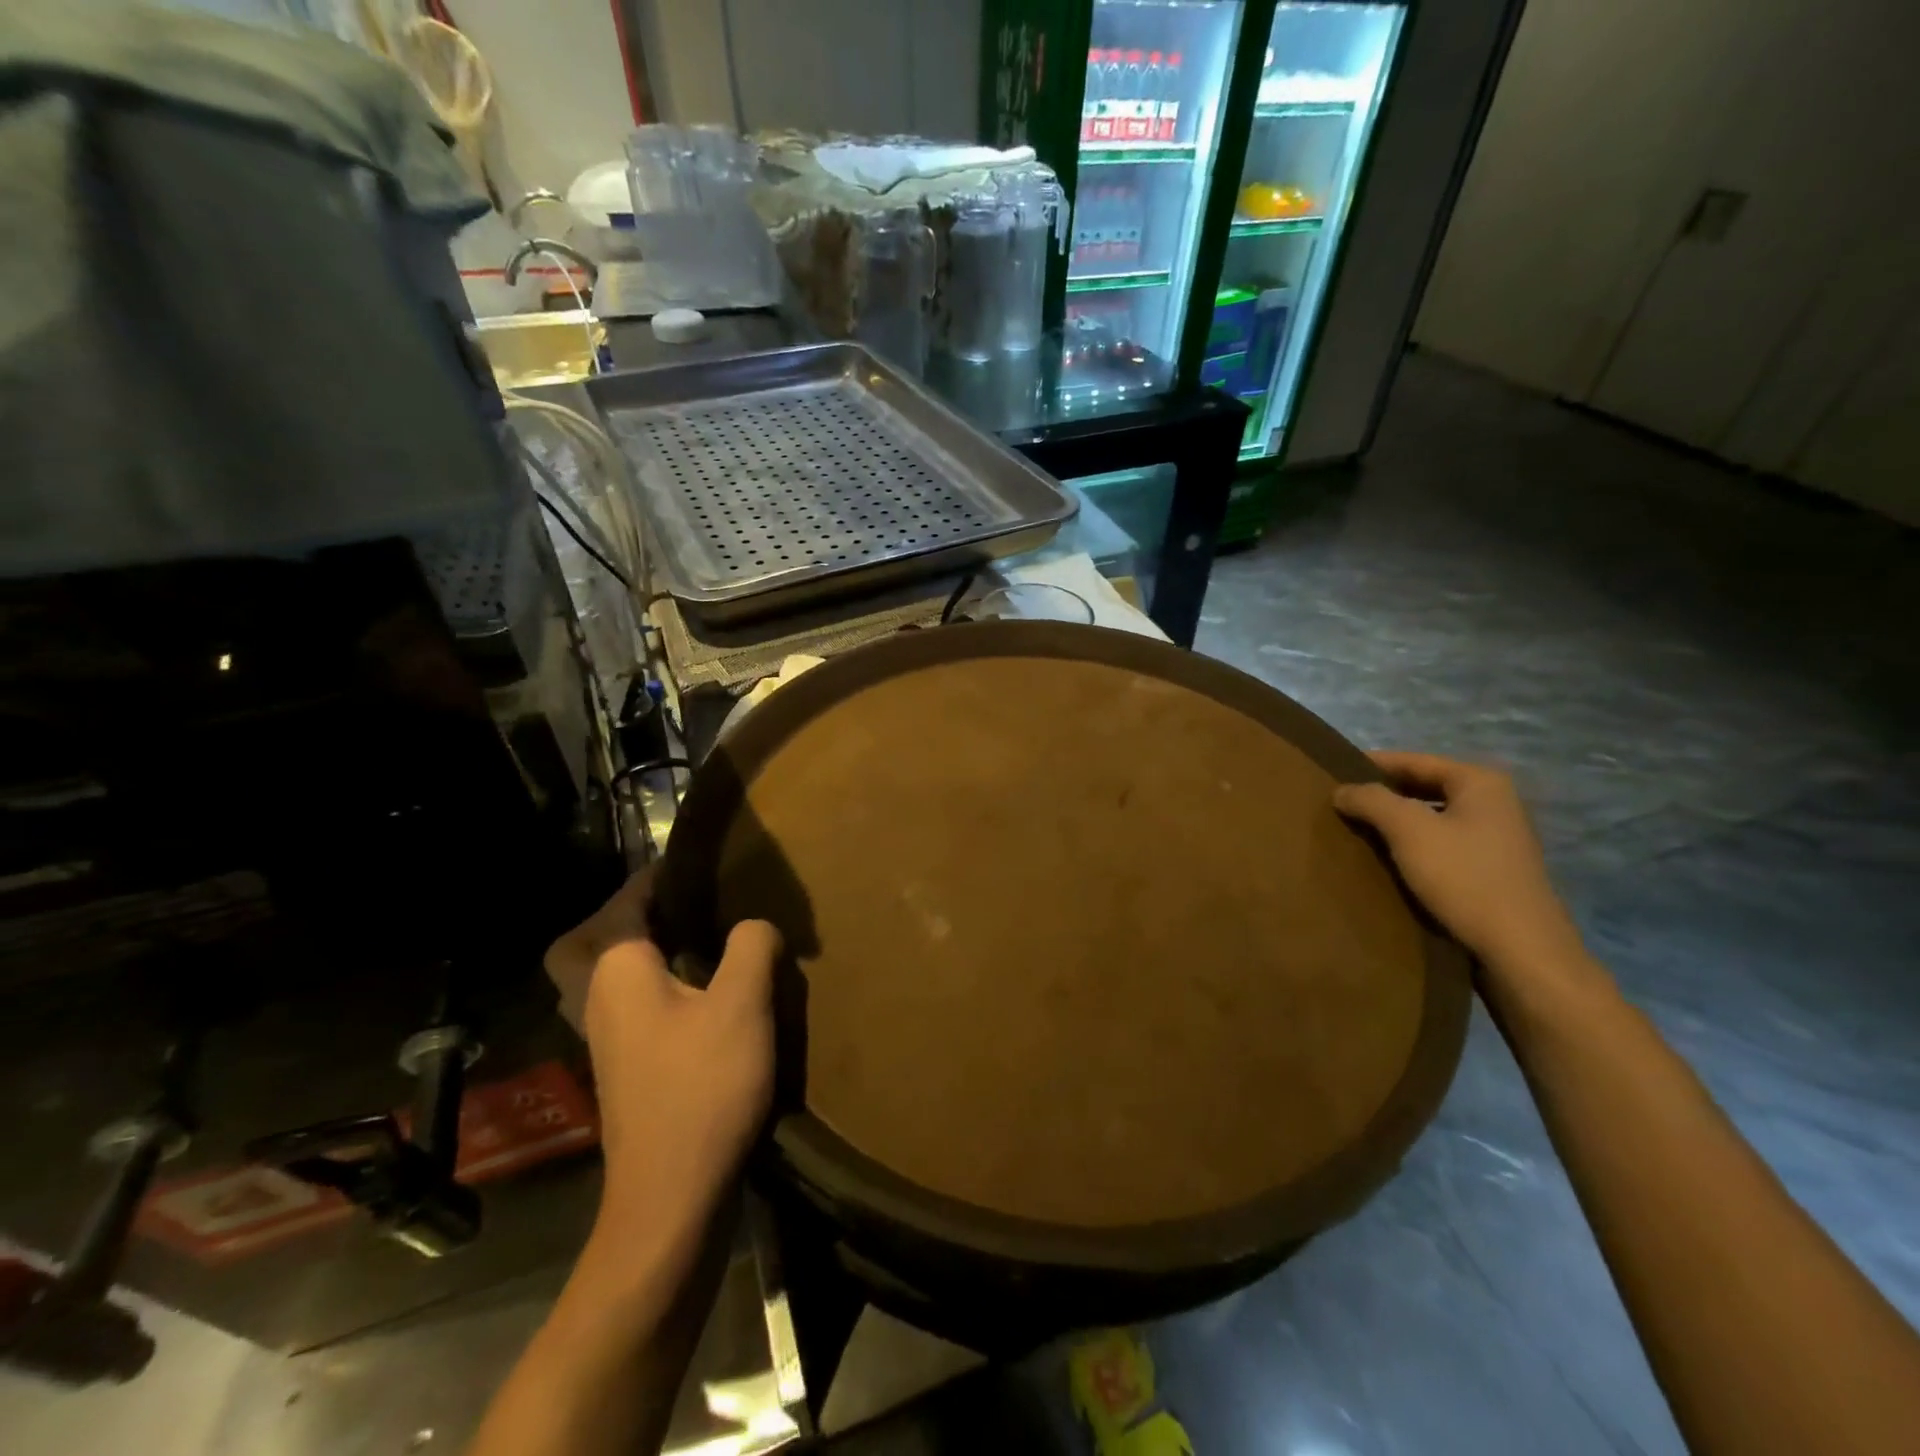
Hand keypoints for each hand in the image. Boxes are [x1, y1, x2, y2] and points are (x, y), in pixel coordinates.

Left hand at [544, 871, 781, 1234]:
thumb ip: (751, 945)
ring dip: (633, 950)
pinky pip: (623, 1004)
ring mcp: (604, 1038)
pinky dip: (647, 985)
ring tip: (690, 942)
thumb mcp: (742, 1004)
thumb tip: (754, 924)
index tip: (695, 863)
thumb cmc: (703, 1087)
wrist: (672, 1195)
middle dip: (621, 917)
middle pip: (584, 943)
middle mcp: (597, 999)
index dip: (658, 876)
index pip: (625, 903)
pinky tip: (695, 995)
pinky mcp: (622, 1068)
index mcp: (616, 971)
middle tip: (673, 908)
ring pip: (601, 976)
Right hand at [1333, 753, 1588, 982]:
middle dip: (1383, 794)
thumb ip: (1371, 800)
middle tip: (1342, 804)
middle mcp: (1495, 802)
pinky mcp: (1493, 870)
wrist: (1520, 949)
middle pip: (1425, 787)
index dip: (1371, 765)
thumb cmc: (1464, 878)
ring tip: (1357, 831)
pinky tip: (1389, 859)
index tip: (1334, 774)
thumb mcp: (1408, 830)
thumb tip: (1342, 789)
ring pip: (1433, 817)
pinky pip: (1442, 843)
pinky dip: (1413, 845)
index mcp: (1480, 782)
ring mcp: (1498, 838)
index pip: (1414, 760)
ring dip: (1396, 822)